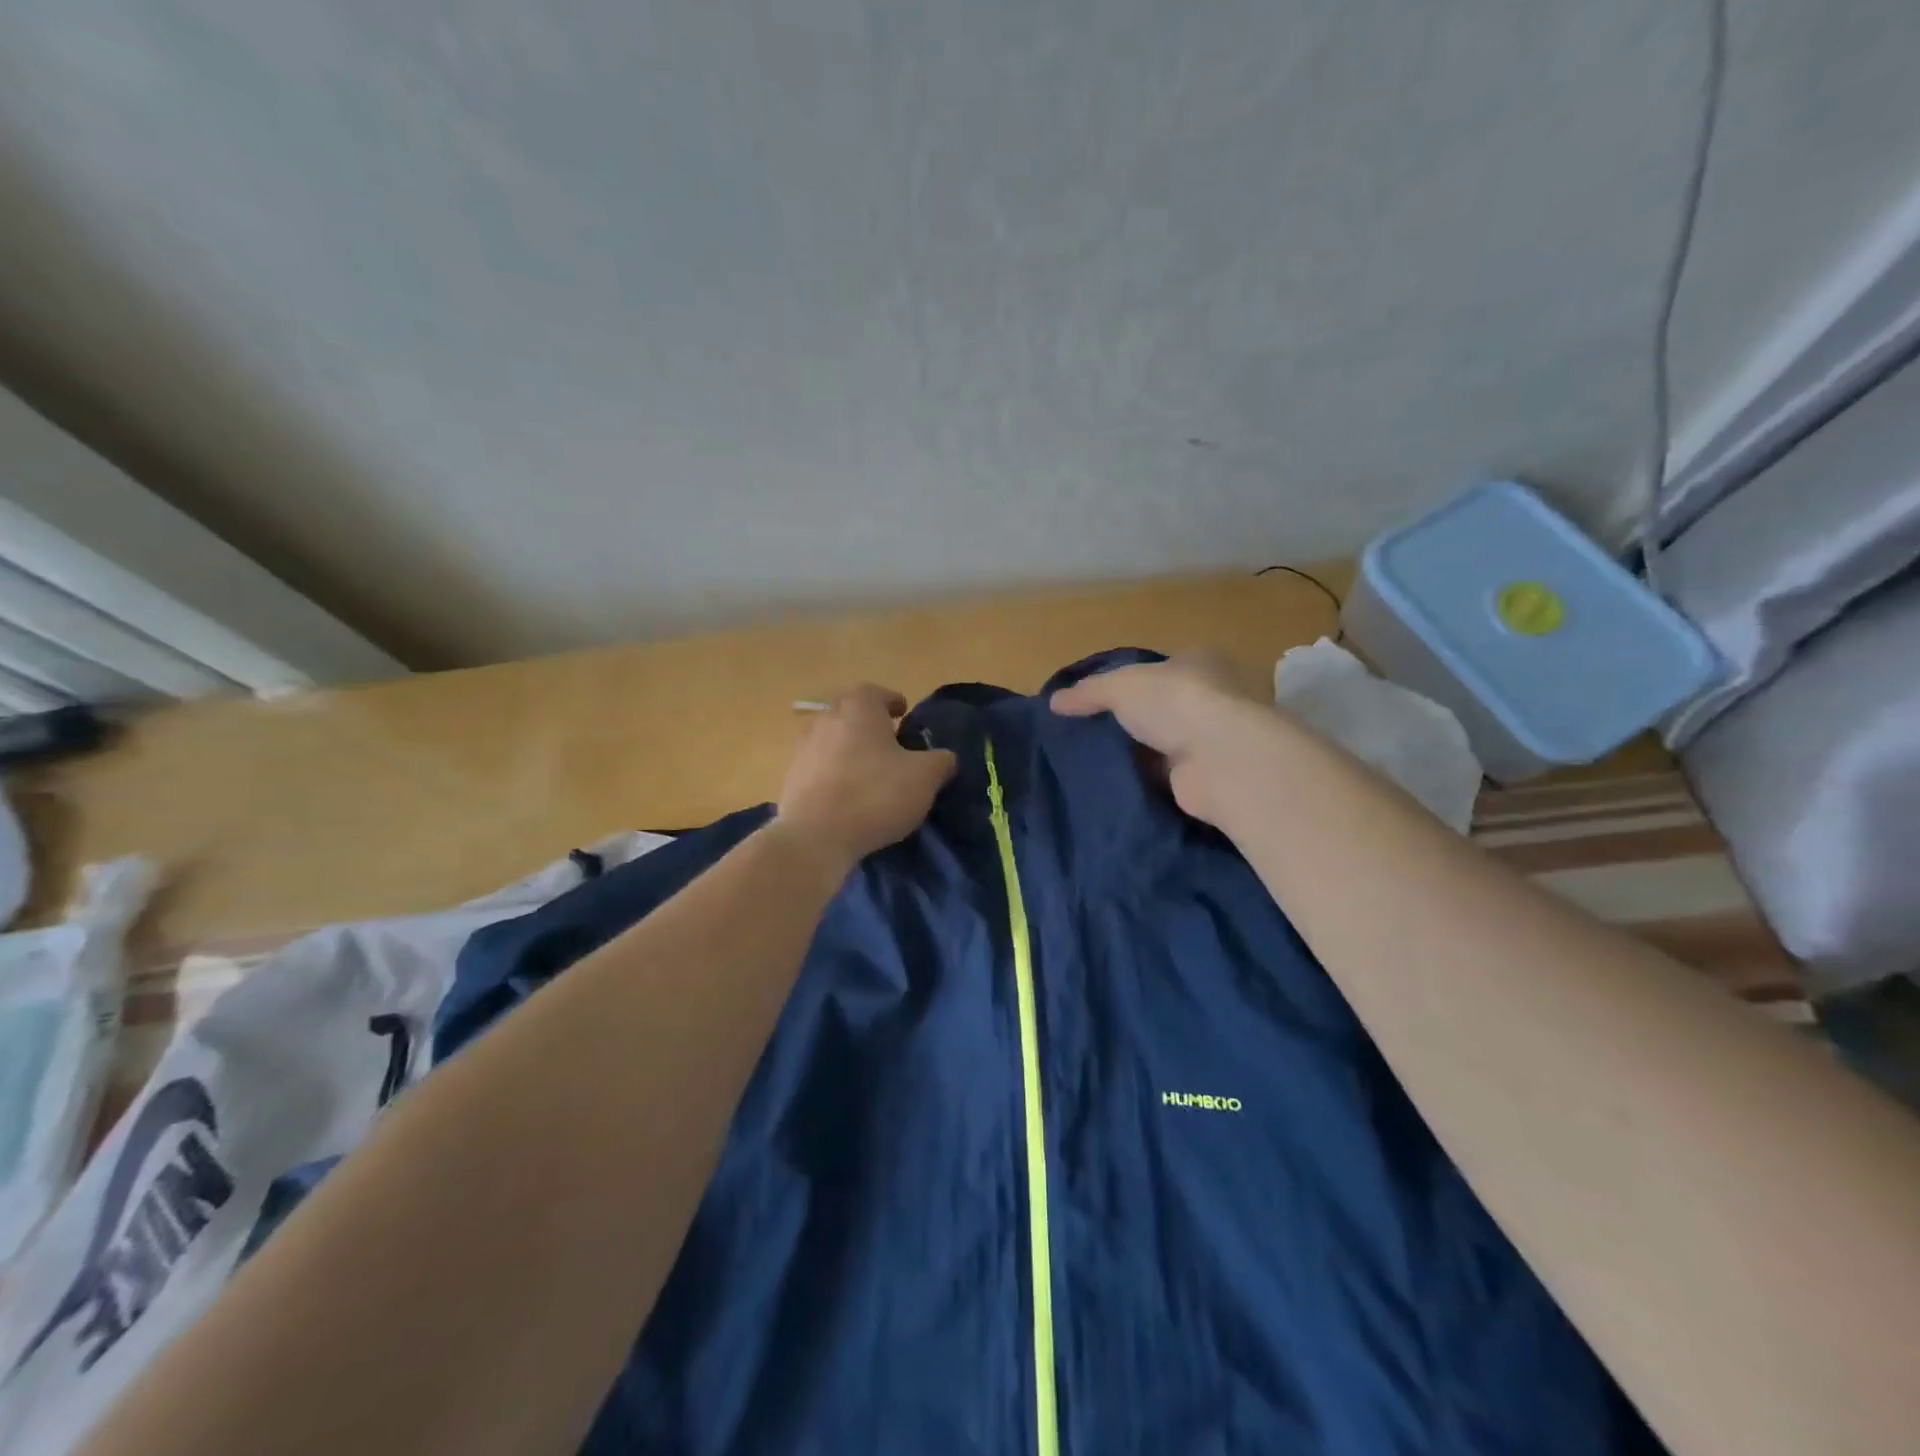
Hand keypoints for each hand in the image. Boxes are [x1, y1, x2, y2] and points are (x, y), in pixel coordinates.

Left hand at [776, 685, 957, 871]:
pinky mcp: (791, 777)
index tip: (903, 715)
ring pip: (832, 738)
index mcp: (859, 708)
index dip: (893, 702)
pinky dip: (833, 773)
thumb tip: (945, 758)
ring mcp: (803, 747)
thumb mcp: (924, 778)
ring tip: (869, 772)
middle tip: (889, 743)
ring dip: (849, 749)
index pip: (876, 692)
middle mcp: (827, 718)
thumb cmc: (875, 795)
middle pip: (850, 712)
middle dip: (869, 724)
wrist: (816, 836)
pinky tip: (847, 796)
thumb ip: (941, 761)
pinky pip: (818, 766)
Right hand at [1049, 656, 1272, 824]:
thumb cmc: (1175, 703)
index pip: (1158, 668)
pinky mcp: (1205, 777)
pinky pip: (1165, 776)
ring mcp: (1210, 740)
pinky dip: (1144, 780)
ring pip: (1162, 743)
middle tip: (1087, 732)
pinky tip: (1114, 784)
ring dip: (1137, 753)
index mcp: (1197, 663)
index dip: (1127, 681)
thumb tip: (1054, 702)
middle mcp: (1211, 698)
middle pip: (1161, 707)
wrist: (1220, 759)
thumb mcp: (1121, 686)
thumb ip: (1089, 692)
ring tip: (1092, 761)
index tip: (1094, 699)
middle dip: (1130, 720)